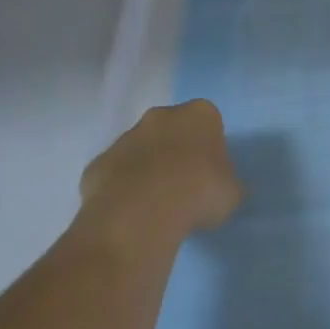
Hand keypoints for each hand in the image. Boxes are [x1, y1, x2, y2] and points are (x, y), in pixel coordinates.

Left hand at [77, 100, 242, 254]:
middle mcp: (161, 116)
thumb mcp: (231, 193)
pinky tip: (129, 213)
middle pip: (171, 129)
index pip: (208, 122)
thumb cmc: (199, 192)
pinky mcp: (98, 163)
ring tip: (154, 205)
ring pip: (140, 149)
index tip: (210, 173)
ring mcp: (125, 138)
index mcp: (200, 114)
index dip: (209, 147)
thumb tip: (227, 189)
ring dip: (146, 169)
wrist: (142, 212)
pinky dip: (120, 188)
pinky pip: (114, 173)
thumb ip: (229, 185)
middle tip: (183, 186)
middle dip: (175, 151)